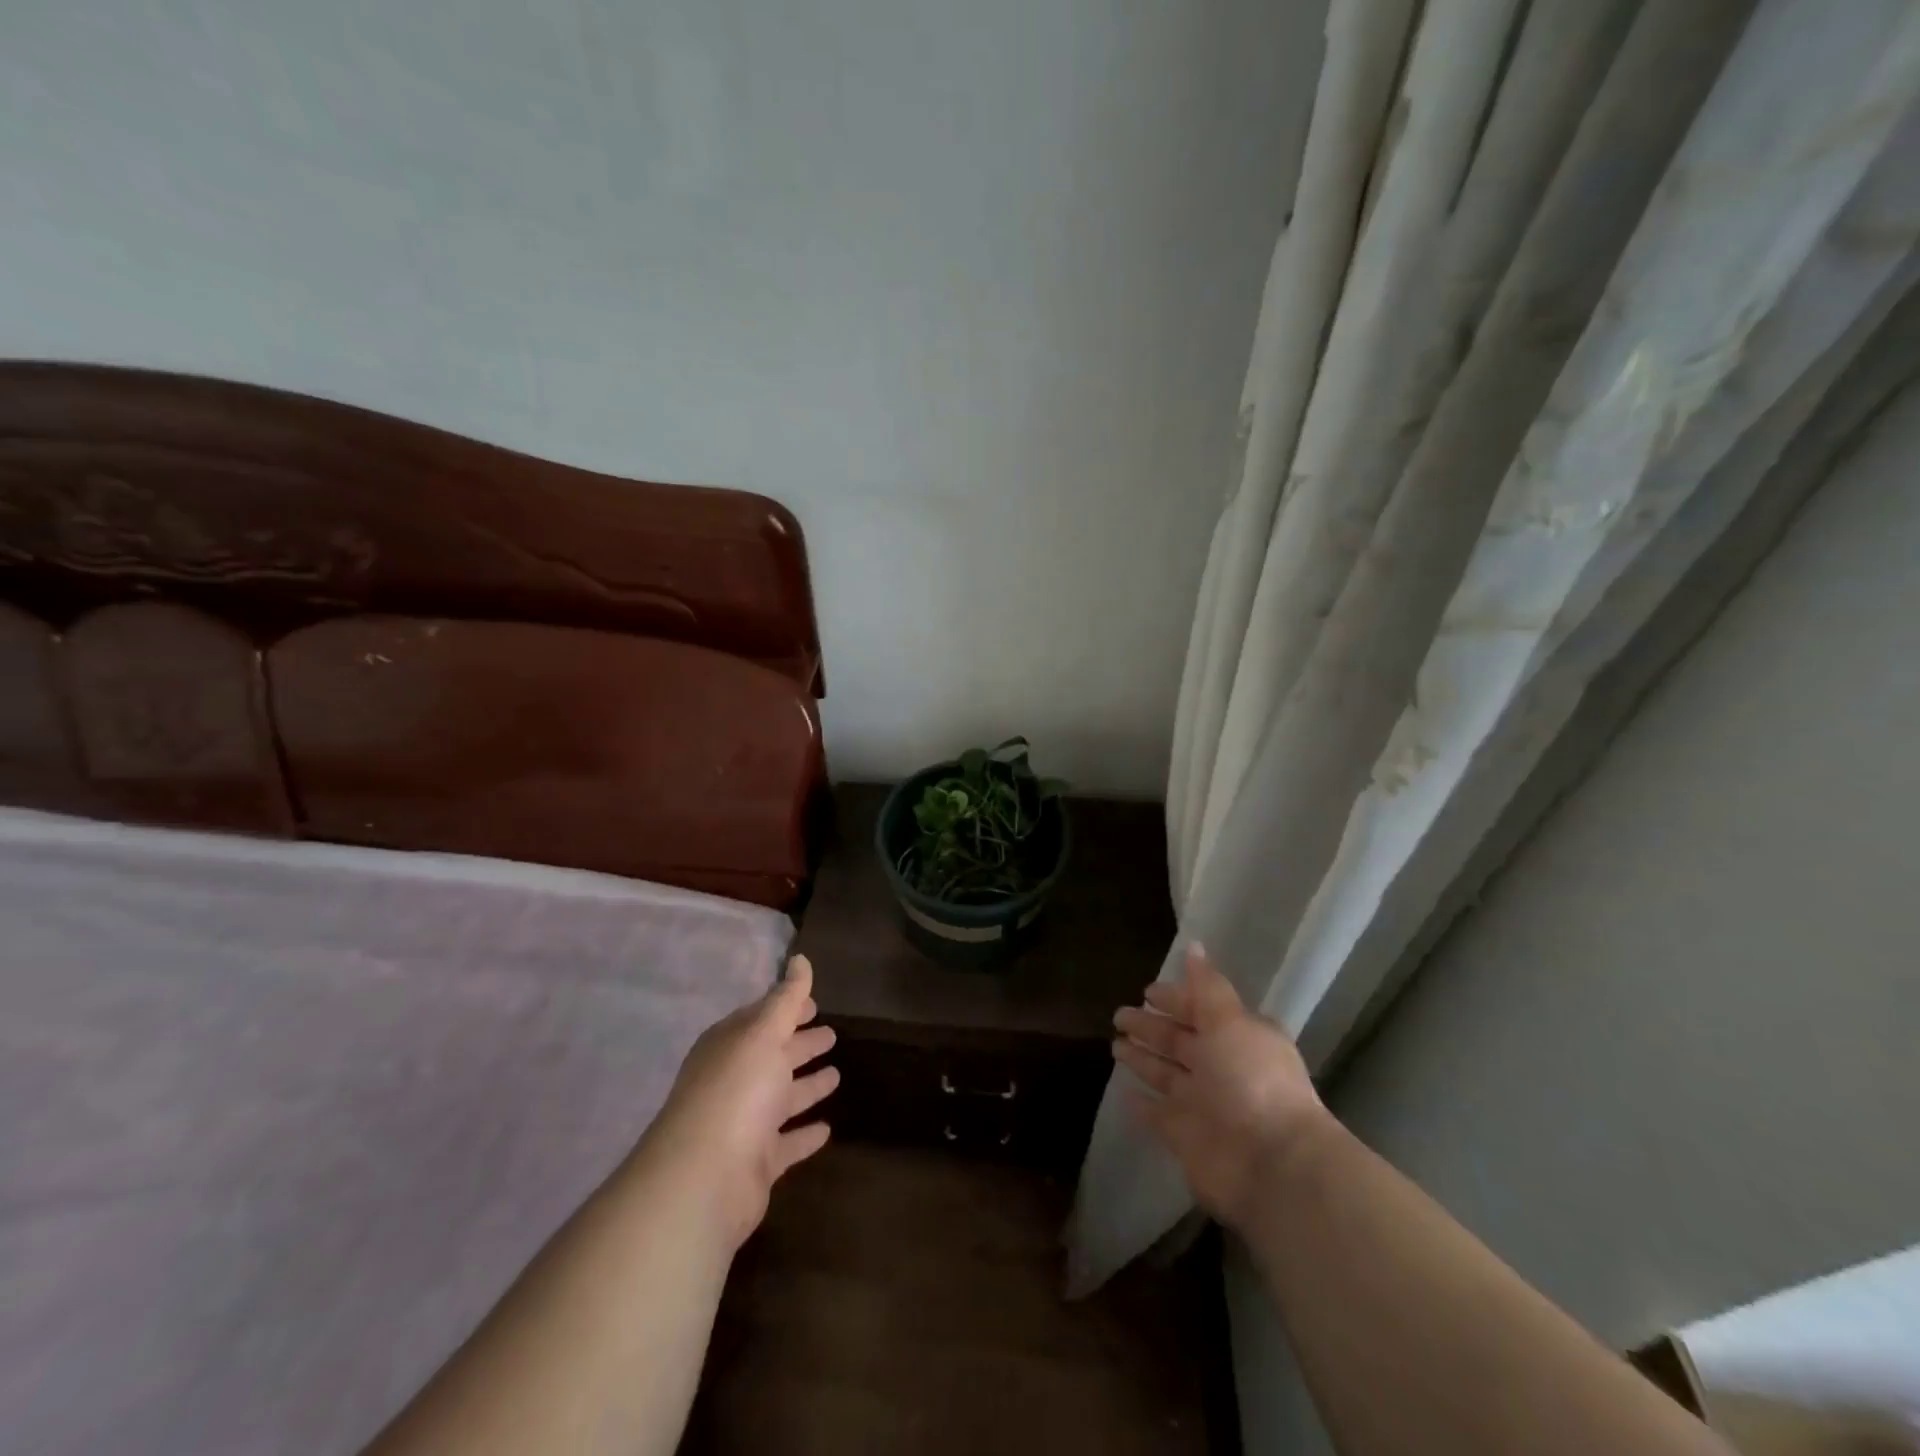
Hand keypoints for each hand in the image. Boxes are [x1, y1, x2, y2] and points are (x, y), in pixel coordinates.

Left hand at [641, 954, 838, 1251]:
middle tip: (832, 1034)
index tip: (816, 1003)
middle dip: (800, 1044)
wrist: (704, 1179)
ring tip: (837, 1075)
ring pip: (781, 1098)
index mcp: (730, 1046)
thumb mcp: (763, 1033)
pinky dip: (804, 1134)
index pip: (762, 1018)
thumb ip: (786, 998)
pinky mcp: (756, 1163)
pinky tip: (827, 1128)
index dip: (788, 1008)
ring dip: (806, 1087)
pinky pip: (786, 1142)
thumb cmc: (736, 1091)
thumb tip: (800, 958)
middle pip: (773, 1056)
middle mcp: (734, 1080)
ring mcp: (744, 1123)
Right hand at [1113, 943, 1327, 1230]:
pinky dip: (1143, 1105)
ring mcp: (1203, 1105)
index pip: (1199, 1009)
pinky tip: (1124, 1093)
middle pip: (1179, 1041)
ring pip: (1166, 1075)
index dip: (1174, 999)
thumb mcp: (1229, 1021)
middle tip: (1119, 1015)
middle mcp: (1221, 1068)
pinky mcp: (1186, 1138)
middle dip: (1150, 1027)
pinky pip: (1159, 1115)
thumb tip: (1194, 946)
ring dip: (1143, 1060)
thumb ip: (1207, 987)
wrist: (1271, 1164)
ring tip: (1114, 1045)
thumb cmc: (1251, 1080)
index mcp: (1237, 1037)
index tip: (1146, 991)